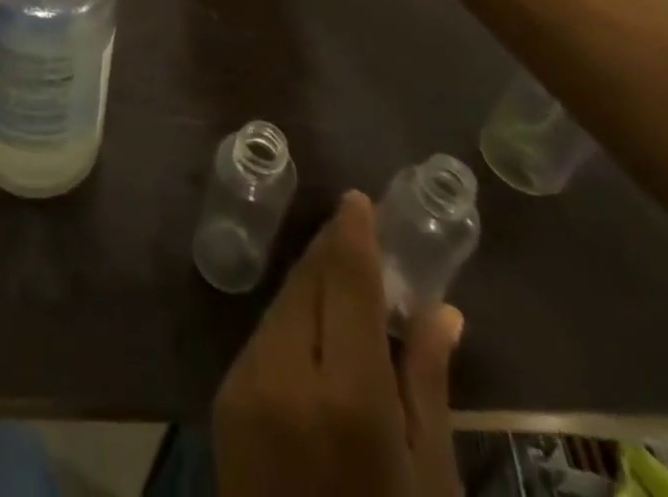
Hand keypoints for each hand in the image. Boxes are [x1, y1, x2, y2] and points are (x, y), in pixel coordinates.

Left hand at [213, 192, 463, 496]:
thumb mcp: (430, 480)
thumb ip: (428, 383)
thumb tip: (444, 311)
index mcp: (347, 397)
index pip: (346, 284)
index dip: (353, 234)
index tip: (358, 199)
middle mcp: (285, 374)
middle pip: (308, 284)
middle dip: (333, 253)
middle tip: (358, 232)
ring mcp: (245, 383)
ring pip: (282, 305)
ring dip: (312, 284)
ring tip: (344, 275)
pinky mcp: (223, 398)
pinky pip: (263, 337)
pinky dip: (292, 320)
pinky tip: (315, 326)